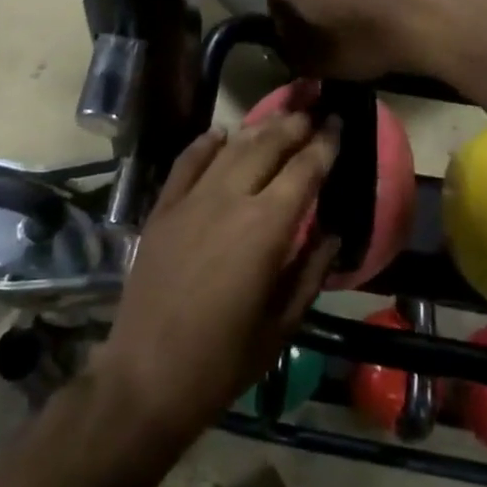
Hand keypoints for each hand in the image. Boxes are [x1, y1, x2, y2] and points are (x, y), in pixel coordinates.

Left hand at [98, 113, 341, 443]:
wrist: (147, 375)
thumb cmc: (223, 360)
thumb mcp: (282, 324)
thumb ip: (310, 271)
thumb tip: (331, 233)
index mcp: (266, 228)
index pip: (304, 171)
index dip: (325, 144)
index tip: (340, 123)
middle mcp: (230, 199)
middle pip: (267, 146)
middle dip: (293, 125)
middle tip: (312, 112)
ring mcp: (191, 200)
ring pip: (230, 148)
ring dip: (257, 128)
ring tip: (278, 117)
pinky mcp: (162, 209)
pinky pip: (186, 162)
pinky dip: (205, 143)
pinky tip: (220, 132)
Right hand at [268, 0, 474, 79]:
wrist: (426, 11)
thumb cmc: (363, 41)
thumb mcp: (319, 64)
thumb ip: (295, 55)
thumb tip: (294, 47)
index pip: (275, 9)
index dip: (289, 32)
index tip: (308, 51)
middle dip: (313, 9)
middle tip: (333, 37)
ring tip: (362, 24)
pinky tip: (383, 10)